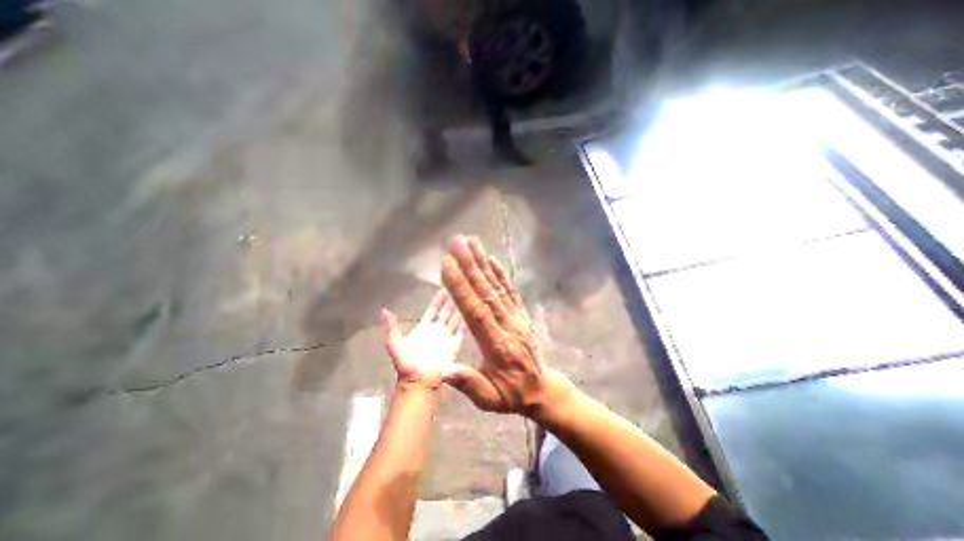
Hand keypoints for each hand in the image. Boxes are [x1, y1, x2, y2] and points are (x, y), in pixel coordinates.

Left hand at [379, 290, 465, 390]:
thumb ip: (391, 327)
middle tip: (458, 288)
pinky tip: (471, 317)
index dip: (438, 299)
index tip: (444, 288)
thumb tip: (383, 310)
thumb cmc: (406, 364)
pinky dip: (465, 325)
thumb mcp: (395, 344)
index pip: (433, 310)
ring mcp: (446, 338)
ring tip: (467, 298)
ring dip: (459, 310)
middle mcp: (436, 331)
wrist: (418, 382)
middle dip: (451, 301)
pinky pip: (461, 334)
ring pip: (454, 320)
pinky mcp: (454, 347)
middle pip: (445, 312)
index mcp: (424, 328)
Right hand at [440, 236, 562, 416]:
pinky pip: (511, 291)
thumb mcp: (488, 399)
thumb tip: (443, 369)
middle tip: (456, 241)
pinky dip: (502, 273)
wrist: (541, 389)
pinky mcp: (522, 314)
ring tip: (471, 241)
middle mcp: (508, 325)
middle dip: (470, 264)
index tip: (448, 264)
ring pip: (498, 286)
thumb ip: (468, 382)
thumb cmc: (511, 393)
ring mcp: (517, 317)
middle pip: (486, 291)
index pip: (475, 311)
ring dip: (483, 262)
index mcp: (496, 345)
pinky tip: (492, 258)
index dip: (461, 287)